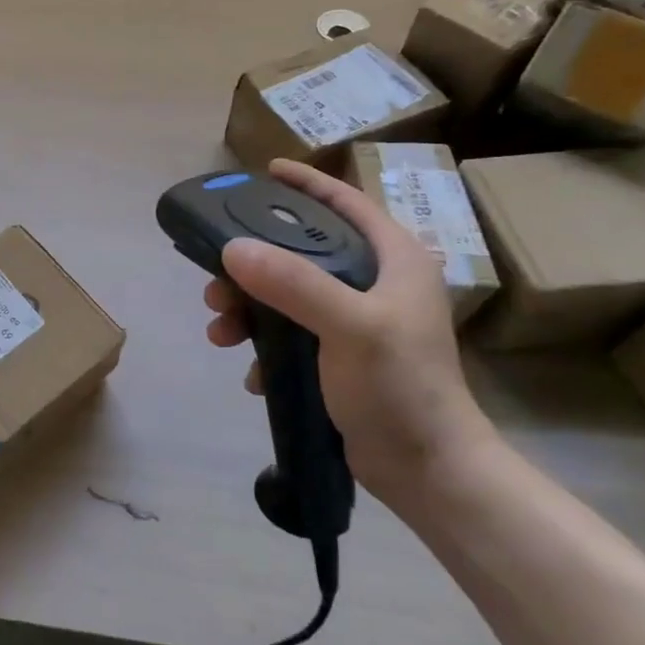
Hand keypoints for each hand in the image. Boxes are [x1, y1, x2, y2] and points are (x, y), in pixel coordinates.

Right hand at [203, 158, 496, 503]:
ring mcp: (358, 322)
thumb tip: (231, 249)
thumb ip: (293, 283)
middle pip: (303, 251)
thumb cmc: (401, 388)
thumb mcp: (350, 327)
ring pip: (288, 295)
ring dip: (249, 309)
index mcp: (393, 260)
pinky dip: (265, 347)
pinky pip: (290, 335)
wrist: (429, 472)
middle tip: (215, 277)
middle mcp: (376, 283)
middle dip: (254, 262)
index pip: (345, 202)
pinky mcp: (341, 357)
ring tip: (220, 332)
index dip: (305, 184)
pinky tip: (252, 373)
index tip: (263, 172)